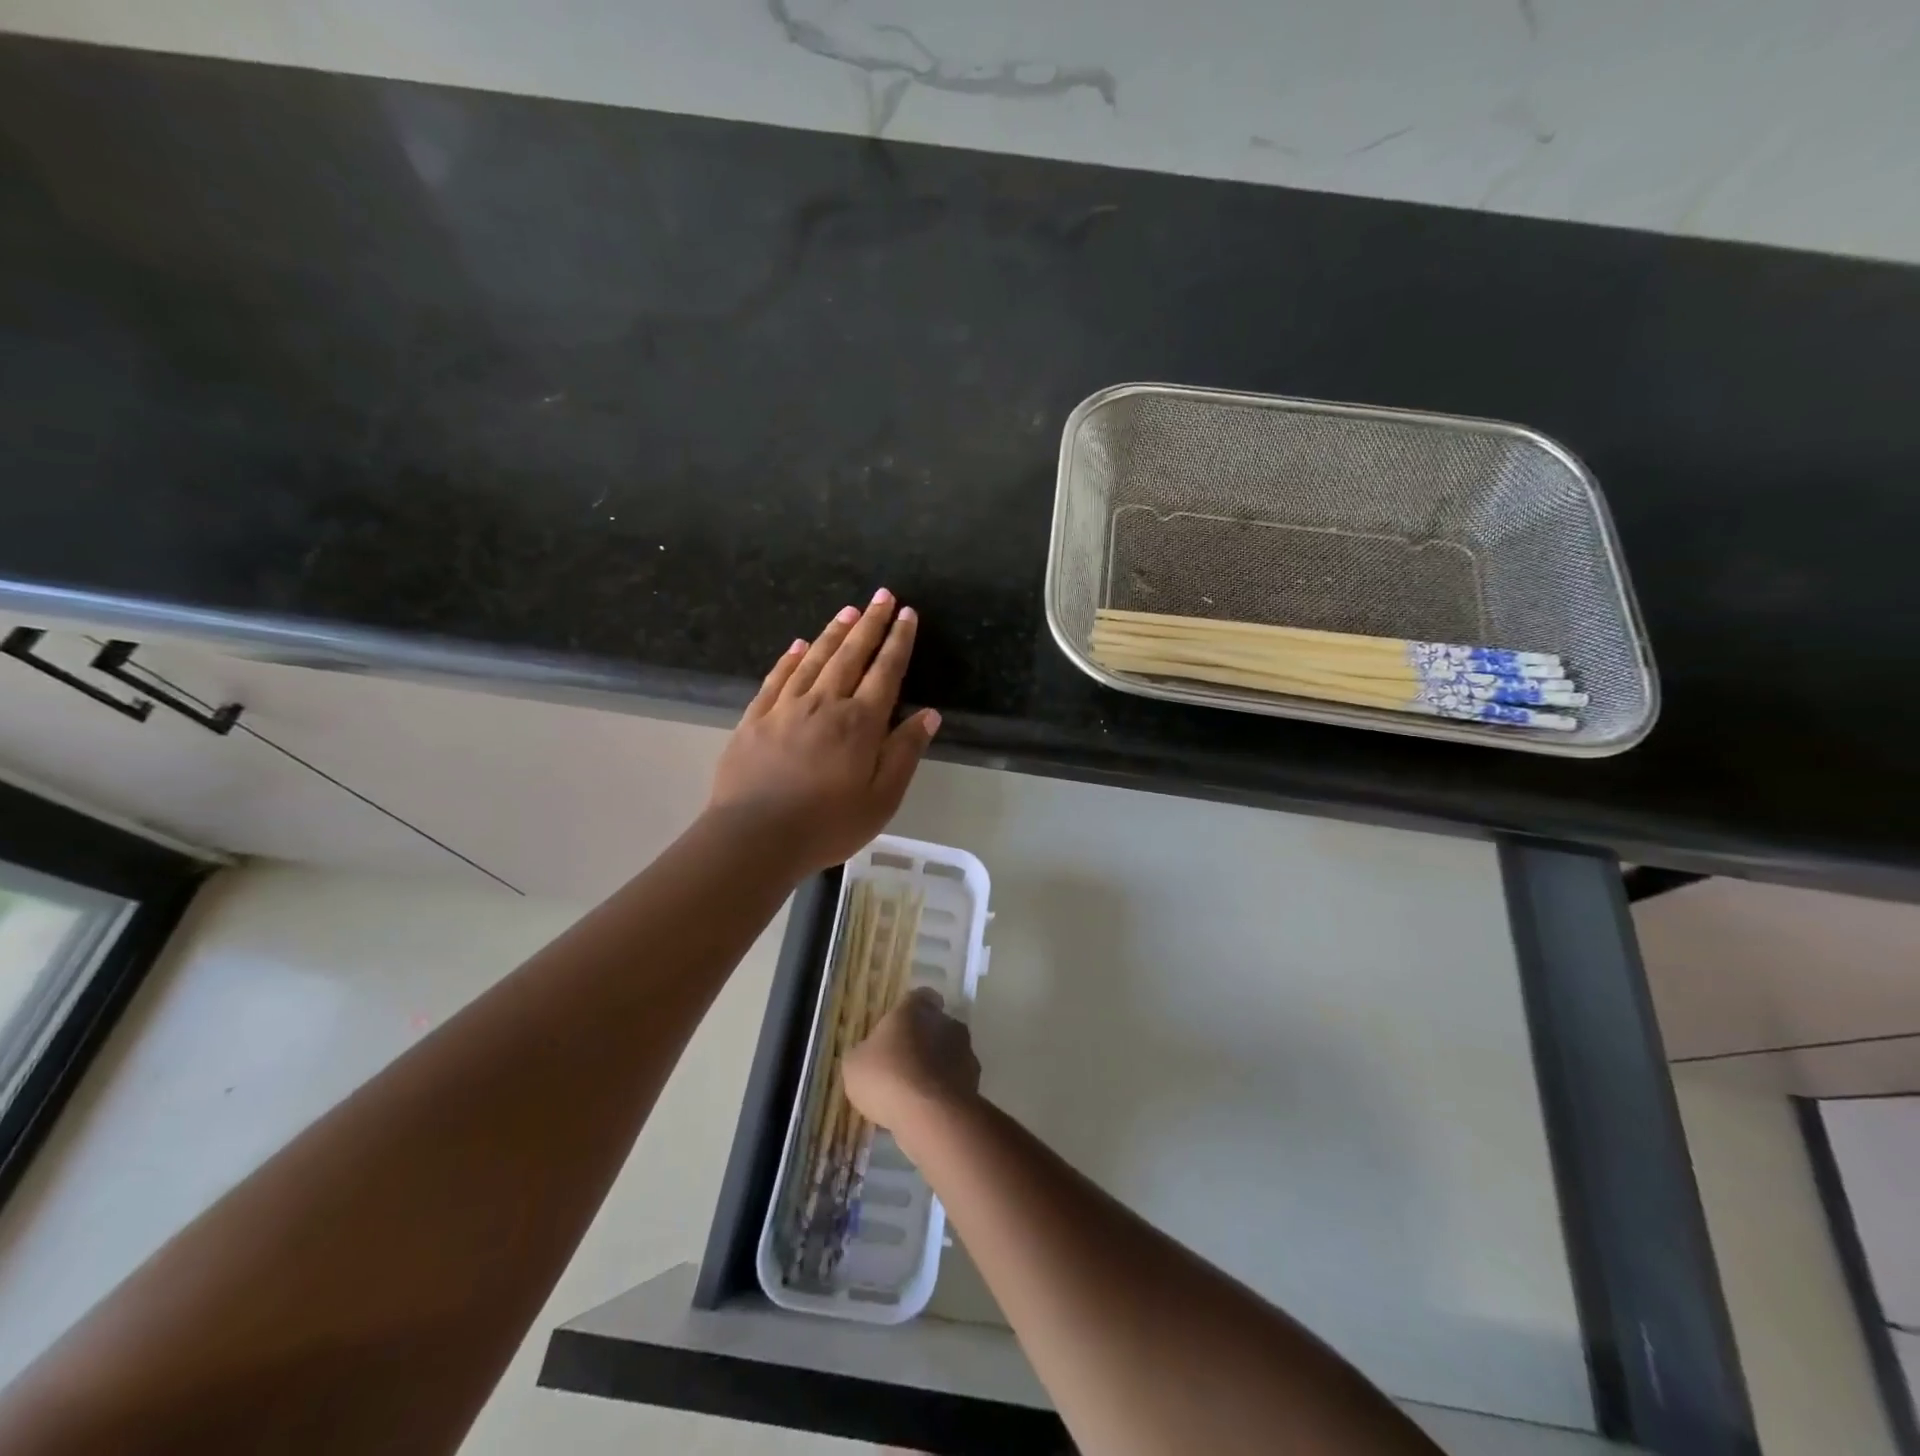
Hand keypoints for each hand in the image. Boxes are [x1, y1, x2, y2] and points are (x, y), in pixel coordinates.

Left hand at [708, 591, 940, 874]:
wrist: (755, 837)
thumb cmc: (828, 824)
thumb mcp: (882, 798)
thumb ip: (905, 752)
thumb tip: (929, 714)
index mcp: (860, 723)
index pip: (886, 671)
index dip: (899, 641)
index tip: (908, 614)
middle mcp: (825, 703)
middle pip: (851, 655)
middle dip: (870, 623)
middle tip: (882, 595)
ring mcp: (786, 707)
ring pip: (815, 659)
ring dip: (834, 632)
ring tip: (848, 610)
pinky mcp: (756, 718)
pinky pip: (777, 678)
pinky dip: (791, 658)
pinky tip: (799, 644)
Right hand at [844, 987, 980, 1133]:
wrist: (930, 1115)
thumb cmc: (887, 1076)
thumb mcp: (855, 1064)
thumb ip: (864, 1053)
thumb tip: (868, 1055)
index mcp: (917, 1008)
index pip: (921, 997)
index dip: (911, 1011)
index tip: (900, 1027)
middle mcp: (947, 1022)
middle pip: (938, 1025)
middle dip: (925, 1040)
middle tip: (904, 1063)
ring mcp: (965, 1053)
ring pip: (950, 1054)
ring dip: (937, 1068)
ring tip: (916, 1093)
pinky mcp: (975, 1083)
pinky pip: (955, 1083)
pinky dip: (944, 1092)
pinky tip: (928, 1110)